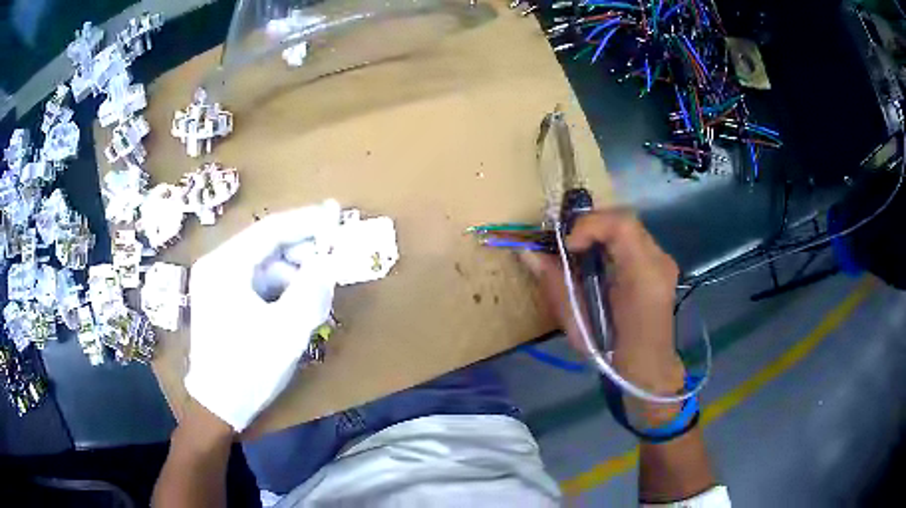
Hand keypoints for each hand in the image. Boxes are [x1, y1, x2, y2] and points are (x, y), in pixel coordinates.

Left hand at [185, 201, 339, 430]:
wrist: (218, 405)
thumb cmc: (248, 368)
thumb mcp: (286, 331)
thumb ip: (311, 290)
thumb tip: (330, 261)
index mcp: (225, 266)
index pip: (270, 230)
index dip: (307, 221)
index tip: (336, 216)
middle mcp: (217, 266)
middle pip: (267, 246)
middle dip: (302, 253)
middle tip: (333, 260)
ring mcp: (218, 283)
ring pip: (265, 265)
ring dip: (294, 275)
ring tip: (318, 295)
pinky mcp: (223, 299)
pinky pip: (259, 283)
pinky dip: (281, 290)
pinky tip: (297, 307)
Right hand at [521, 210, 684, 396]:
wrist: (646, 368)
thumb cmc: (611, 353)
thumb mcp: (577, 323)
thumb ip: (556, 283)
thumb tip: (528, 253)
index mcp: (644, 277)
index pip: (622, 225)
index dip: (589, 225)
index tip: (568, 245)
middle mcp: (659, 261)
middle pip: (625, 219)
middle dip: (591, 225)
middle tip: (568, 244)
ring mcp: (663, 261)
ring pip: (628, 227)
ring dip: (600, 233)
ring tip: (580, 251)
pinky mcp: (660, 265)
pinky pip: (632, 240)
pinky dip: (610, 242)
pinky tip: (598, 261)